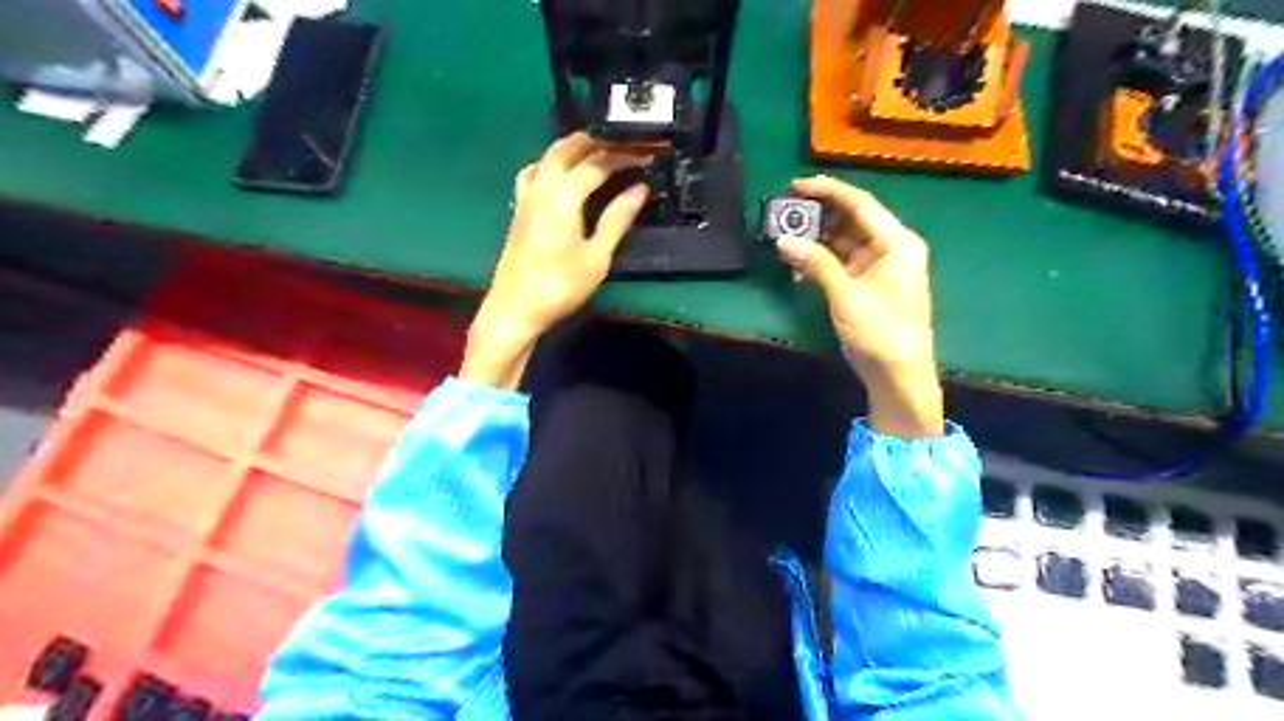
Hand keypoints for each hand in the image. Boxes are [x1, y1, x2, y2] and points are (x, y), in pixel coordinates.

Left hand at [458, 133, 645, 391]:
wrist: (515, 308)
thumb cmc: (560, 286)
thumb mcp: (597, 256)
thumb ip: (617, 219)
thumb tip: (639, 190)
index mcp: (564, 194)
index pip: (597, 163)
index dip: (623, 156)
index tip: (646, 155)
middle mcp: (542, 186)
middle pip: (568, 148)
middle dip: (597, 142)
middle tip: (624, 146)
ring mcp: (527, 195)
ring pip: (549, 156)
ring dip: (574, 149)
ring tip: (598, 154)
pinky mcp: (520, 208)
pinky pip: (535, 172)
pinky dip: (553, 164)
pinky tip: (562, 176)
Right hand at [771, 179, 940, 442]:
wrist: (899, 375)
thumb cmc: (880, 331)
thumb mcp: (846, 295)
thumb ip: (816, 263)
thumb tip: (783, 240)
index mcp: (896, 242)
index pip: (860, 203)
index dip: (828, 190)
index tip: (795, 185)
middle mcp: (890, 248)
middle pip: (851, 220)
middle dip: (818, 216)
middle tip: (784, 213)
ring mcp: (879, 267)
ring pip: (843, 241)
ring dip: (816, 240)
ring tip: (784, 239)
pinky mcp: (868, 285)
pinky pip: (841, 263)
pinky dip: (821, 262)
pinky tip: (798, 268)